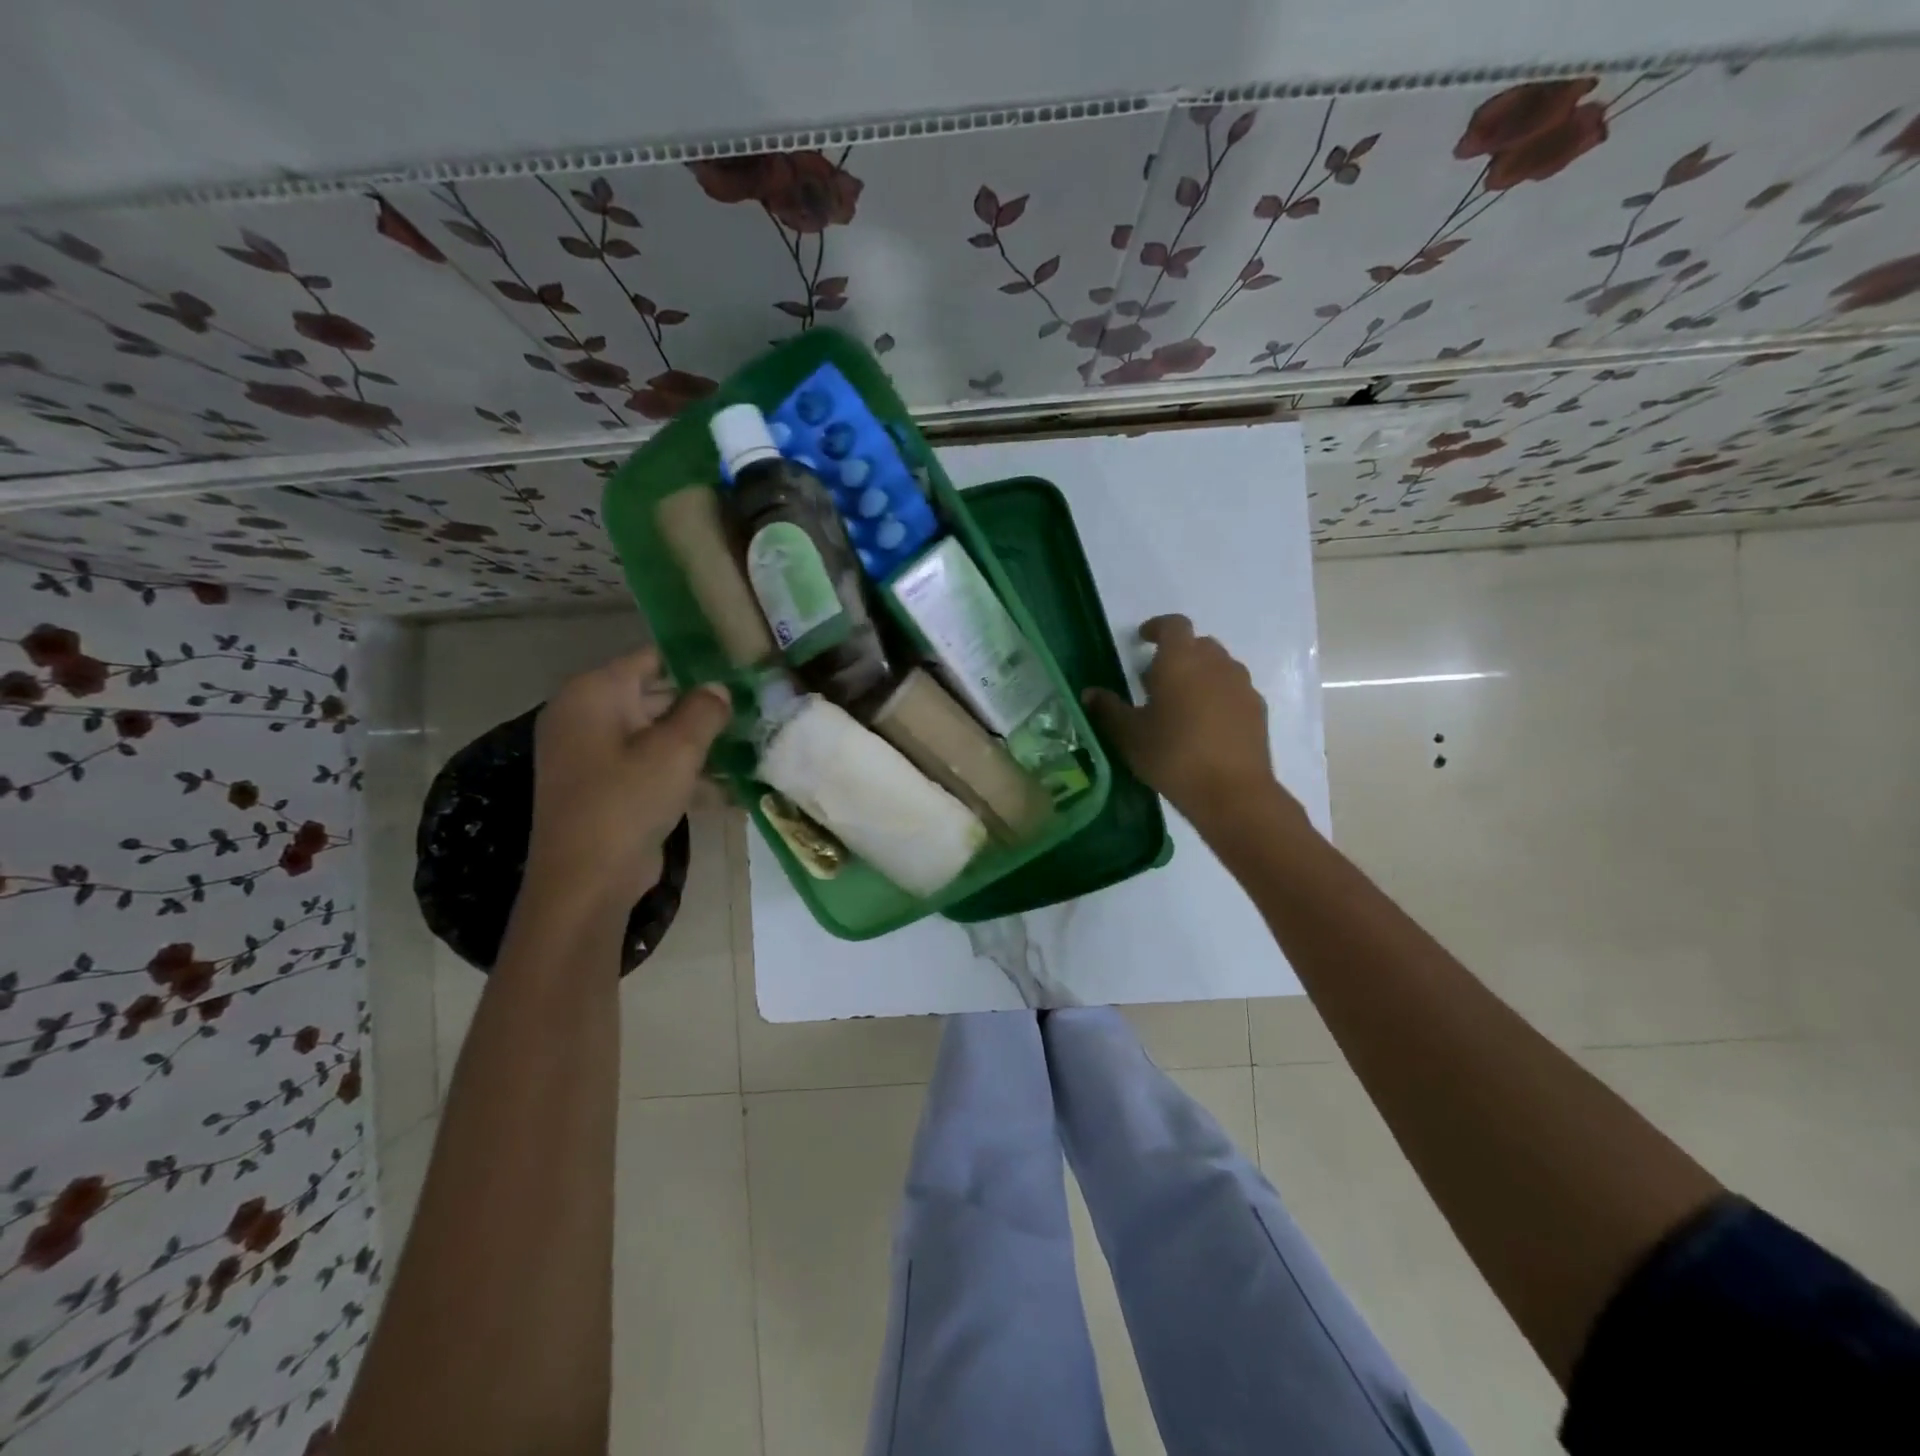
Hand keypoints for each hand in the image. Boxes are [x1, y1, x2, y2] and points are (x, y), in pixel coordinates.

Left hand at [525, 648, 731, 915]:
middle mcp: (585, 715)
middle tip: (749, 705)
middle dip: (700, 703)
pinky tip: (723, 782)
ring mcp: (590, 754)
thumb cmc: (628, 801)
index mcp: (593, 693)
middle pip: (652, 694)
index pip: (651, 657)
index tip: (737, 667)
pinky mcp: (603, 787)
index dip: (695, 660)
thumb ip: (704, 709)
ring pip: (653, 733)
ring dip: (695, 740)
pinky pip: (646, 764)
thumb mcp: (677, 750)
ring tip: (745, 741)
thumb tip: (719, 689)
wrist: (587, 880)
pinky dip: (679, 769)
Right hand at [1082, 615, 1288, 826]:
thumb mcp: (1129, 735)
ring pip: (1219, 666)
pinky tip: (1206, 724)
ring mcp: (1241, 685)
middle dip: (1177, 654)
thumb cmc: (1172, 756)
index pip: (1173, 625)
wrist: (1232, 791)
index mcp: (1180, 660)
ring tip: (1182, 704)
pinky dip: (1218, 695)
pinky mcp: (1257, 709)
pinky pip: (1234, 690)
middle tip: (1156, 681)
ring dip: (1200, 674)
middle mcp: (1215, 663)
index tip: (1143, 640)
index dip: (1157, 628)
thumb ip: (1108, 709)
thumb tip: (1090, 693)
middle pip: (1197, 644)